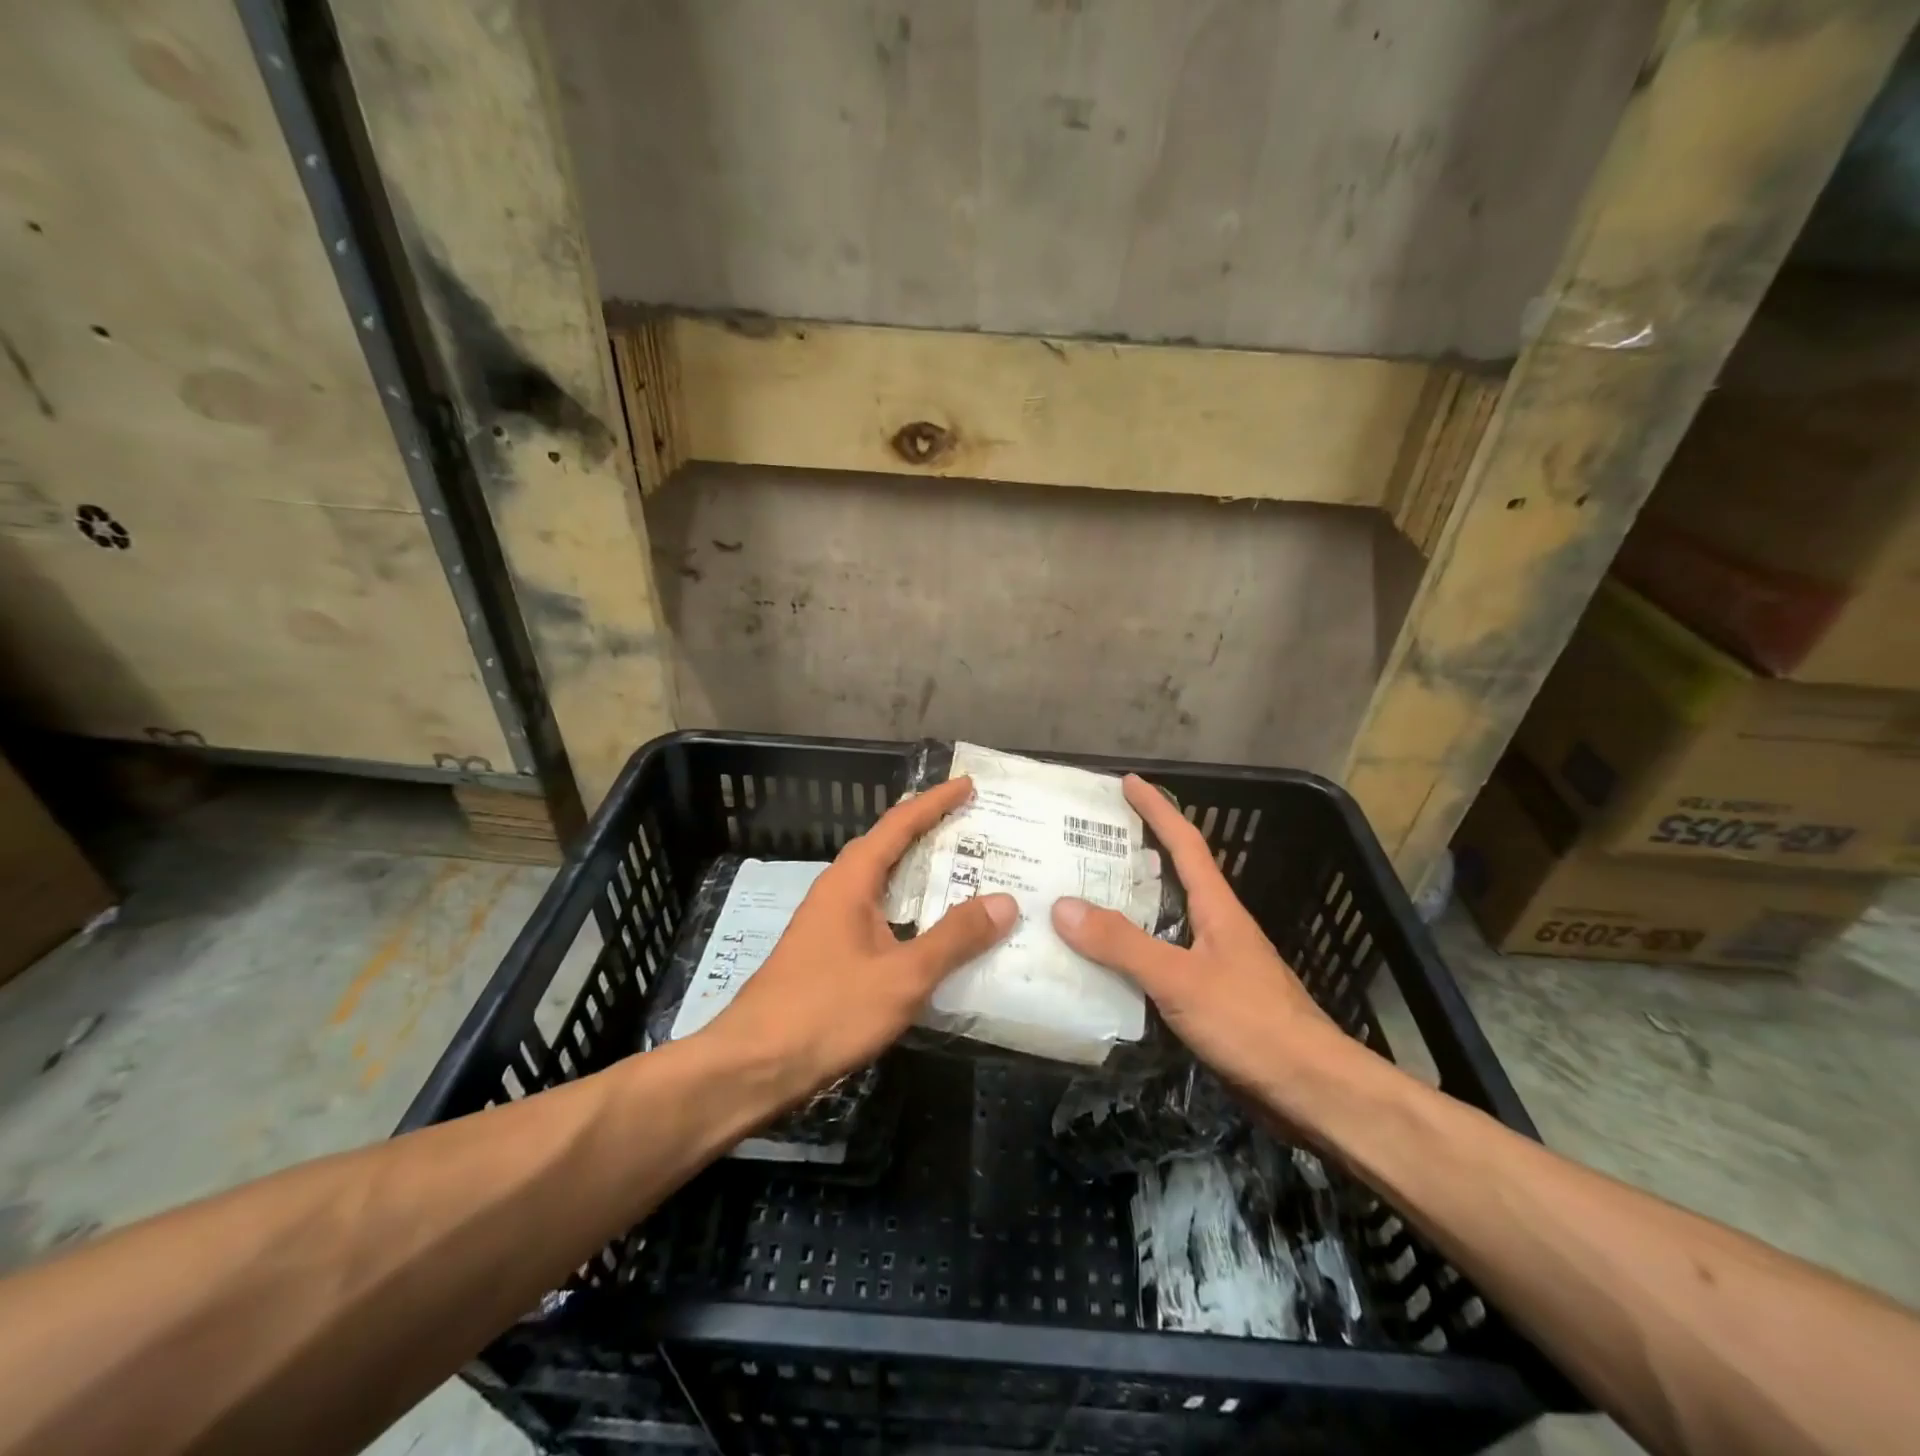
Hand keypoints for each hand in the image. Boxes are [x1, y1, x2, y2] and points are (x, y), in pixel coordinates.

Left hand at [698, 775, 1017, 1101]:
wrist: (753, 1066)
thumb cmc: (826, 1011)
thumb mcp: (902, 976)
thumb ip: (954, 939)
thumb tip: (1005, 901)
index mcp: (852, 881)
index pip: (899, 824)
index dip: (935, 802)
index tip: (968, 784)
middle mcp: (839, 891)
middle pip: (890, 847)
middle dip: (932, 832)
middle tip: (977, 829)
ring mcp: (831, 923)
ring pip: (885, 884)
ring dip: (922, 874)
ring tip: (967, 874)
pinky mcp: (830, 954)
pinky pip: (880, 915)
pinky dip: (911, 911)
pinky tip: (934, 934)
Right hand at [1051, 774, 1360, 1117]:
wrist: (1312, 1092)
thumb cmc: (1252, 1023)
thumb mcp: (1180, 979)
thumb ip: (1122, 944)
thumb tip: (1063, 906)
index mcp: (1217, 908)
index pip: (1185, 843)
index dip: (1158, 809)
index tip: (1129, 781)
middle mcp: (1217, 927)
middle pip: (1172, 878)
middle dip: (1134, 855)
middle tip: (1086, 845)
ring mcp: (1216, 964)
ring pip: (1164, 922)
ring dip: (1128, 908)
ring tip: (1081, 901)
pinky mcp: (1211, 1000)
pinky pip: (1162, 962)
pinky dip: (1132, 955)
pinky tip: (1104, 967)